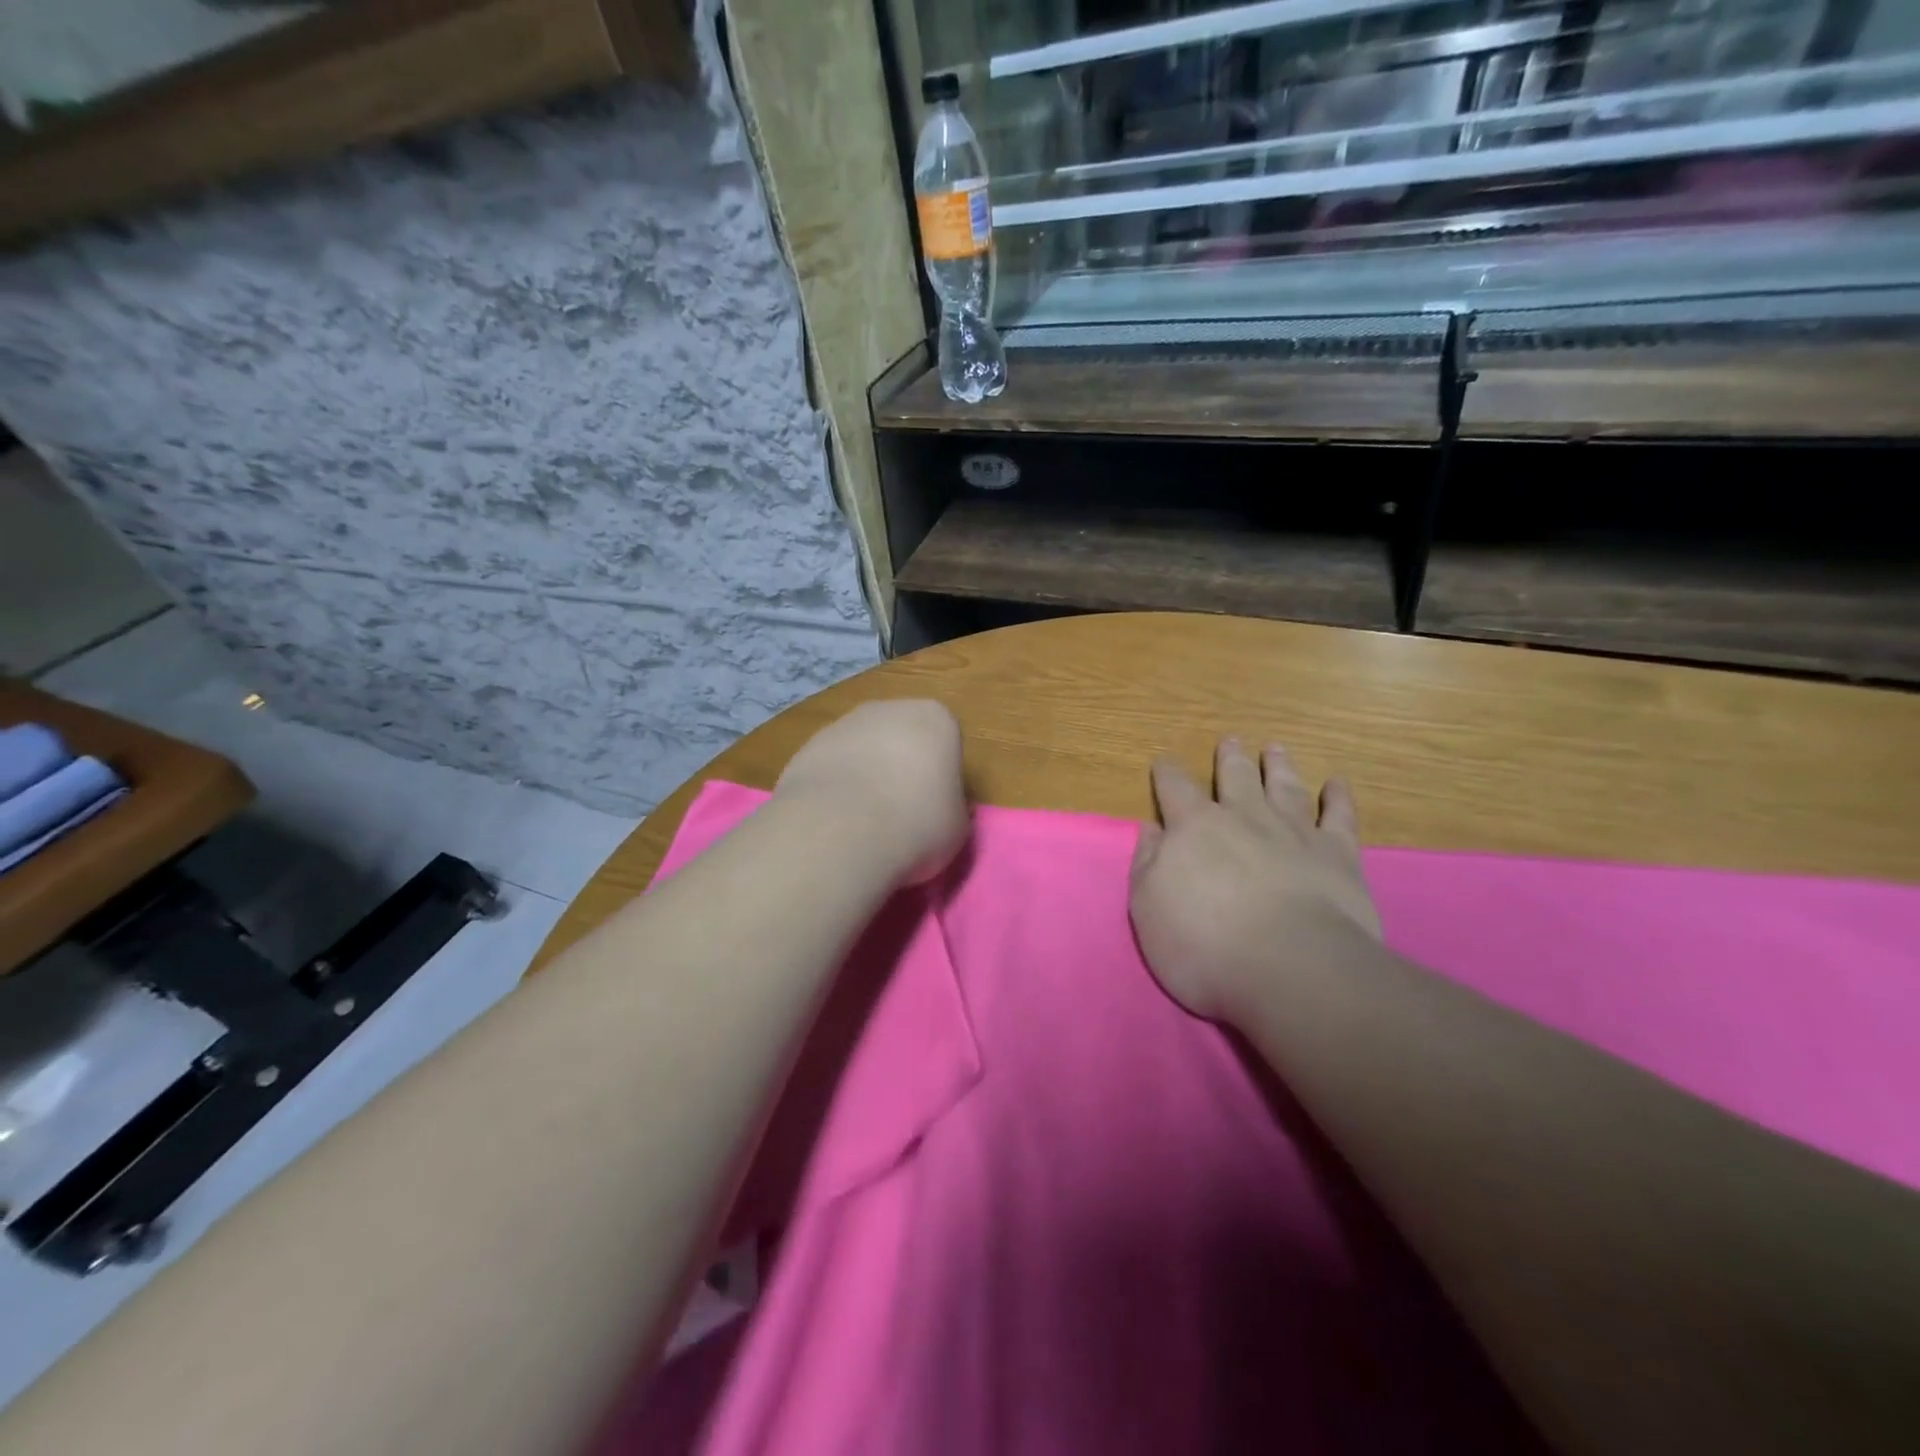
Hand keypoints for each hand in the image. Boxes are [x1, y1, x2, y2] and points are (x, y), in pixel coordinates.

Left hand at [775, 699, 967, 884]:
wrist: (840, 831)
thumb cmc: (916, 824)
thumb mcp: (956, 826)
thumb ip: (950, 806)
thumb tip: (936, 810)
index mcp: (936, 719)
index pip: (946, 742)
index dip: (942, 777)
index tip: (935, 807)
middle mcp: (890, 709)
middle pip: (902, 737)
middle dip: (901, 767)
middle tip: (901, 813)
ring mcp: (844, 723)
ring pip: (864, 749)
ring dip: (865, 776)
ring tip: (864, 823)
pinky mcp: (808, 745)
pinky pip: (832, 766)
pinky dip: (835, 787)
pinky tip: (834, 819)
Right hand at [1130, 740, 1380, 1021]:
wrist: (1290, 967)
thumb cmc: (1204, 945)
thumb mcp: (1148, 908)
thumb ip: (1147, 864)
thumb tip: (1151, 828)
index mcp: (1194, 828)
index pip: (1174, 788)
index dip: (1167, 772)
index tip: (1164, 762)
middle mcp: (1244, 817)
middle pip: (1235, 776)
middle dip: (1230, 757)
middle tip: (1231, 741)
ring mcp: (1294, 832)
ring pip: (1284, 786)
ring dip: (1278, 766)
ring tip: (1275, 749)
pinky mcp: (1337, 854)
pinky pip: (1339, 816)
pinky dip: (1338, 798)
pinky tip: (1337, 784)